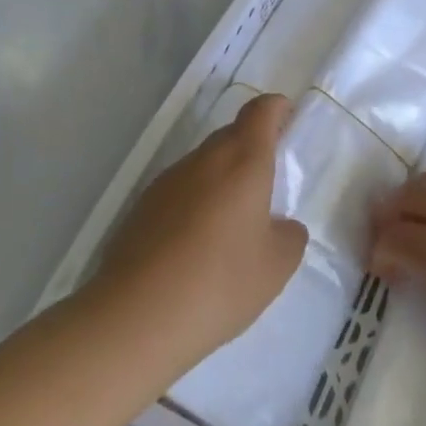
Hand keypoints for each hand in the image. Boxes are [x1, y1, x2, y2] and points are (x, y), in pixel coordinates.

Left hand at [93, 92, 307, 368]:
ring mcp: (166, 182)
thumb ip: (289, 236)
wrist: (136, 317)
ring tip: (232, 221)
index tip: (287, 116)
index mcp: (243, 160)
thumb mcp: (276, 266)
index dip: (276, 108)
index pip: (260, 112)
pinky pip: (179, 192)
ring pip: (203, 165)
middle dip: (251, 147)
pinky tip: (196, 245)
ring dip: (221, 179)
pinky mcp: (140, 208)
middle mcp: (203, 159)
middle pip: (231, 135)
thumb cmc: (221, 282)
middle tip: (267, 182)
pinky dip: (194, 204)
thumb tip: (280, 226)